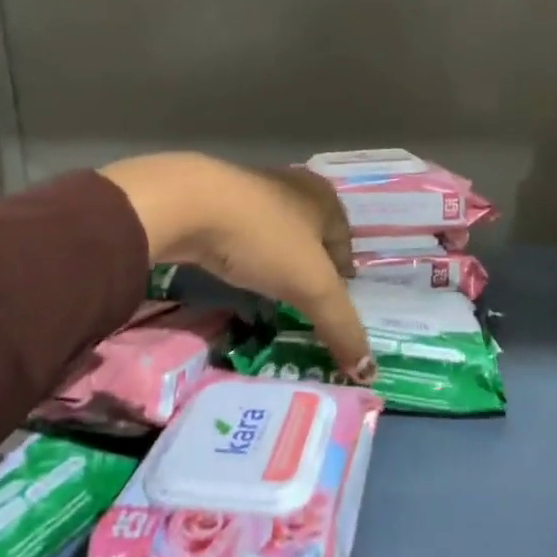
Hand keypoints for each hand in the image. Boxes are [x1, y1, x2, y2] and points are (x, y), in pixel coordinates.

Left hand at [100, 153, 372, 382]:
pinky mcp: (217, 198)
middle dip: (310, 269)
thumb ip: (341, 325)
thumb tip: (368, 370)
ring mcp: (253, 188)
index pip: (345, 243)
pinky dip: (246, 254)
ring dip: (276, 261)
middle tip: (304, 303)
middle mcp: (294, 186)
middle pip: (312, 237)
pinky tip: (237, 271)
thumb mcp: (311, 286)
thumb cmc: (264, 237)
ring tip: (271, 292)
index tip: (333, 306)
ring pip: (276, 233)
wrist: (189, 203)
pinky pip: (244, 234)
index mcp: (325, 198)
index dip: (342, 277)